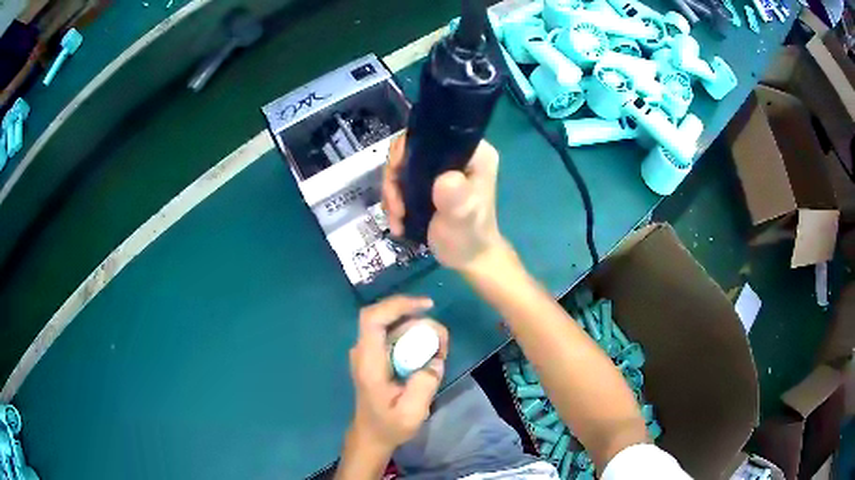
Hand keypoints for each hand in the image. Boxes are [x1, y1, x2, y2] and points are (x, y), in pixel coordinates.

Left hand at [348, 295, 448, 451]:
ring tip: (440, 351)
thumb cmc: (388, 425)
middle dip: (419, 321)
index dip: (397, 304)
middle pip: (389, 318)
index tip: (426, 306)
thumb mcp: (411, 413)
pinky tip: (430, 355)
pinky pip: (397, 337)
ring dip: (420, 331)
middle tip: (443, 342)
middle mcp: (364, 351)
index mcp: (368, 362)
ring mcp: (369, 352)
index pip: (372, 319)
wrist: (371, 435)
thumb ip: (424, 386)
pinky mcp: (377, 356)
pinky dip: (416, 339)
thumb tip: (434, 360)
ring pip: (395, 326)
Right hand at [382, 134, 506, 271]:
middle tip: (396, 207)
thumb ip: (456, 198)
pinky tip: (398, 221)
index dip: (407, 150)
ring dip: (393, 193)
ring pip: (403, 167)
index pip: (433, 133)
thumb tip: (444, 179)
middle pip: (412, 150)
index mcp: (474, 152)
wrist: (469, 260)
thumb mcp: (462, 217)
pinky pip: (404, 181)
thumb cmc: (469, 238)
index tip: (396, 175)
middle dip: (396, 179)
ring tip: (397, 219)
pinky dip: (396, 200)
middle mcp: (458, 154)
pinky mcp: (432, 182)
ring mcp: (443, 168)